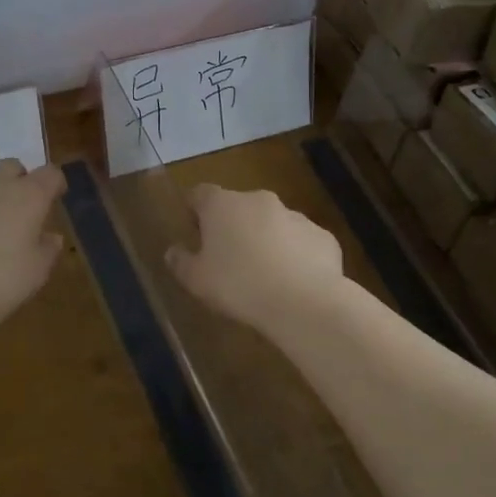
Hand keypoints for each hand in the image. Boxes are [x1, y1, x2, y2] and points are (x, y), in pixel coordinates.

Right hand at [166, 184, 344, 330]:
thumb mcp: (197, 281)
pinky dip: (295, 255)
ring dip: (265, 239)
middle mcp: (259, 200)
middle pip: (238, 206)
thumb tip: (173, 251)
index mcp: (223, 205)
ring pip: (272, 223)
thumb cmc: (239, 286)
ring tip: (263, 275)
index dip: (194, 209)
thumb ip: (181, 263)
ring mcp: (295, 215)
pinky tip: (293, 283)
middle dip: (232, 226)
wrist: (304, 302)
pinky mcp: (322, 236)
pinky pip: (301, 242)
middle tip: (227, 258)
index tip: (193, 230)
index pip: (200, 193)